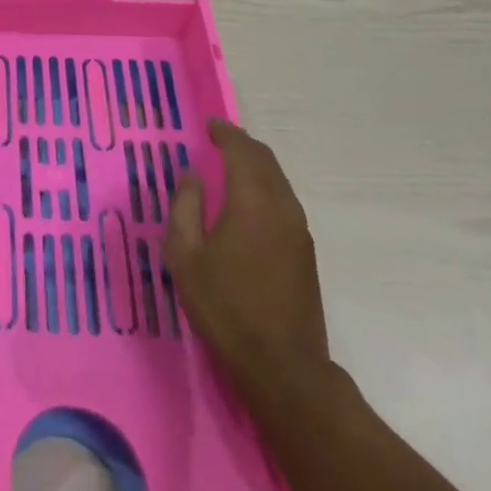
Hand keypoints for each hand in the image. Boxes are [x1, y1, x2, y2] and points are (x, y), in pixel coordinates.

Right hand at [166, 120, 328, 399]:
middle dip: (242, 144)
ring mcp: (299, 230)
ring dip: (255, 166)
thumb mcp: (185, 255)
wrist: (282, 365)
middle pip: (266, 161)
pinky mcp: (305, 251)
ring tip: (230, 166)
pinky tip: (247, 201)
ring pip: (278, 180)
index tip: (209, 125)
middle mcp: (282, 206)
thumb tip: (192, 174)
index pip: (242, 150)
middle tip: (218, 139)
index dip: (225, 133)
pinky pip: (284, 201)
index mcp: (252, 200)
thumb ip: (185, 207)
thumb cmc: (224, 306)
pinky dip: (264, 186)